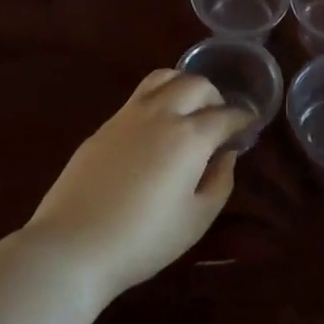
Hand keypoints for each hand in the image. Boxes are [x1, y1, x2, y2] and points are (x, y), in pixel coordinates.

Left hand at [21, 70, 252, 303]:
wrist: (74, 245)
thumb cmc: (143, 240)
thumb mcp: (197, 219)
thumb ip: (220, 181)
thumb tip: (227, 155)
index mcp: (190, 136)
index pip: (226, 115)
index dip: (243, 118)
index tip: (250, 125)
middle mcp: (161, 114)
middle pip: (195, 84)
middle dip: (215, 97)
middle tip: (219, 120)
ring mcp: (128, 115)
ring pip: (163, 78)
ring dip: (184, 86)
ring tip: (188, 110)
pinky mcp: (104, 125)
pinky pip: (139, 96)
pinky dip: (158, 98)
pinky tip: (157, 126)